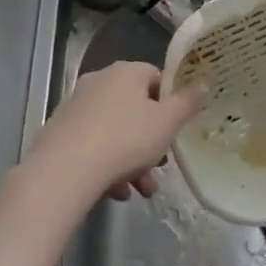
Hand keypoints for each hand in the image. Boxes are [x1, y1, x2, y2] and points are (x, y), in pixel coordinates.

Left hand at [19, 61, 207, 212]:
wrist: (64, 171)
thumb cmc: (126, 139)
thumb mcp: (168, 122)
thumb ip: (189, 102)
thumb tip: (205, 83)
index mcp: (126, 72)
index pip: (156, 78)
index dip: (171, 103)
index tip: (177, 128)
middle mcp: (99, 82)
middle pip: (136, 109)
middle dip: (152, 140)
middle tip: (161, 165)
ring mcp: (76, 107)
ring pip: (115, 132)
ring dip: (133, 160)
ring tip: (142, 190)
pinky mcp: (60, 133)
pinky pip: (94, 146)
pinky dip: (108, 166)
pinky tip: (116, 192)